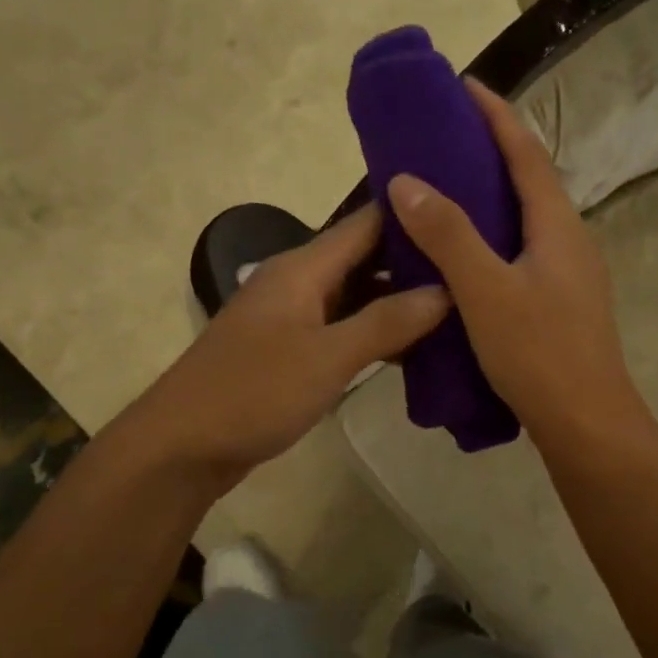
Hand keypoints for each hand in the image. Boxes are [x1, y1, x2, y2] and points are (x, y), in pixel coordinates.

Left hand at [126, 205, 448, 492]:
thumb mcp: (327, 357)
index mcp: (303, 267)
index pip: (367, 222)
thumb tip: (446, 291)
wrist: (182, 447)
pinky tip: (416, 349)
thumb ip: (387, 322)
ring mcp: (293, 318)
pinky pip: (344, 329)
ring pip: (357, 296)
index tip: (468, 209)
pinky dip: (378, 334)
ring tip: (460, 305)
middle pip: (365, 258)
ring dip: (400, 301)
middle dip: (416, 261)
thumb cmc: (253, 393)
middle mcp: (298, 282)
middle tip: (474, 265)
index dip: (414, 212)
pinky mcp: (292, 351)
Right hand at [387, 78, 647, 445]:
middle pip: (530, 181)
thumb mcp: (486, 290)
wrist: (586, 423)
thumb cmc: (539, 352)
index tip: (462, 85)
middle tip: (443, 138)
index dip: (496, 115)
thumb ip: (448, 234)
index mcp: (558, 225)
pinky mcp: (560, 303)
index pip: (526, 152)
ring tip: (445, 190)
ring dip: (491, 197)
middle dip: (490, 151)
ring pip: (526, 220)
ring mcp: (569, 274)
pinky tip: (464, 256)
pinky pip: (522, 252)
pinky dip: (492, 237)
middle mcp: (569, 240)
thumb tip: (406, 181)